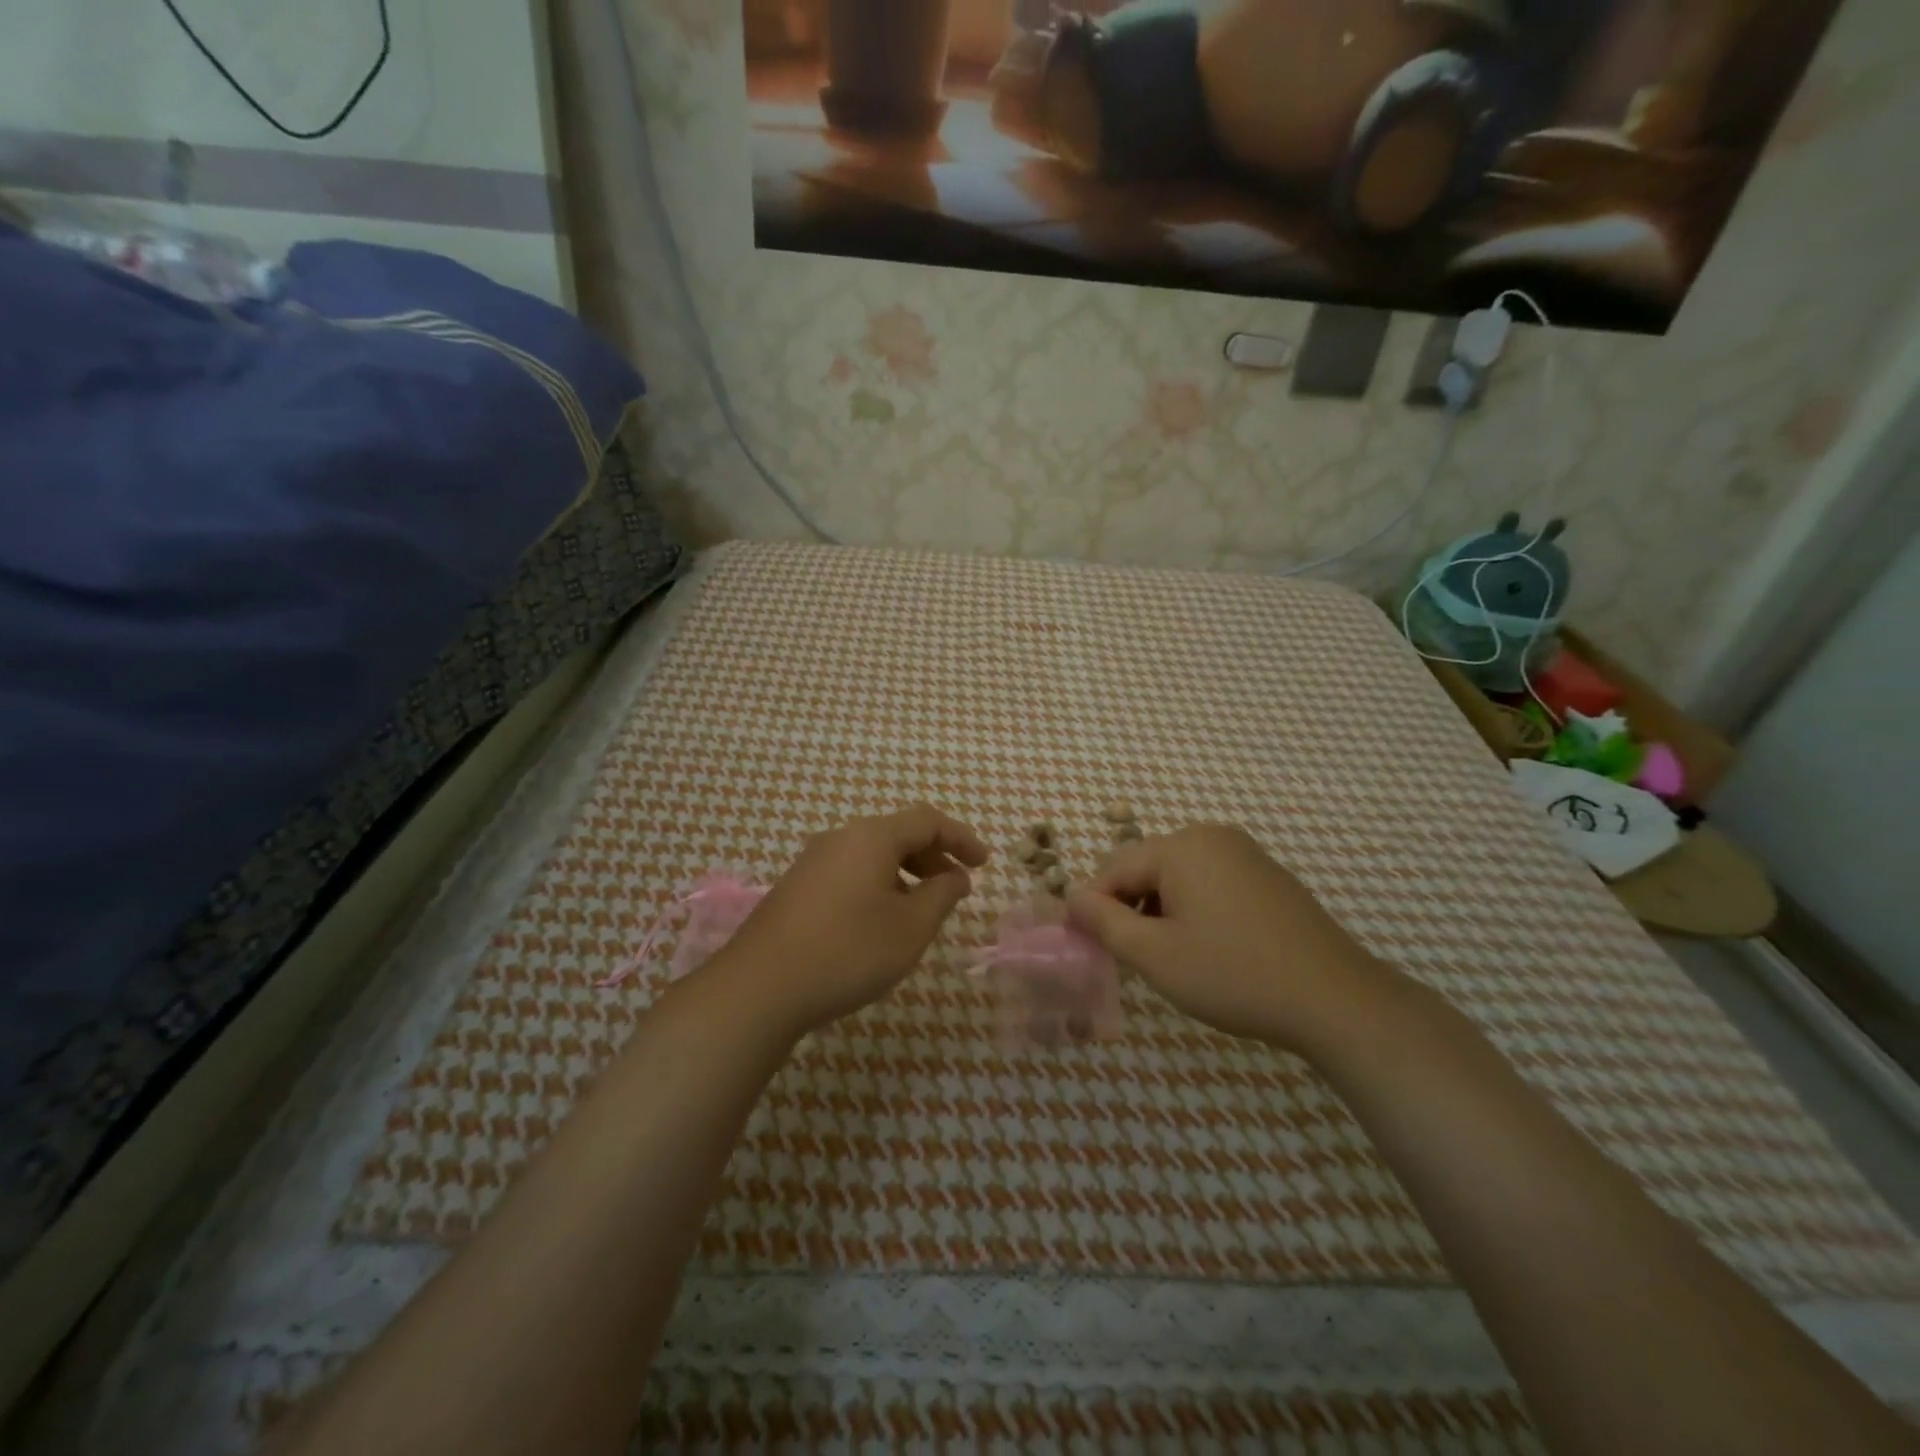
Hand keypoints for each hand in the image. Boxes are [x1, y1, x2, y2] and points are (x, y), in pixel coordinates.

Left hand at [714, 804, 988, 1036]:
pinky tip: (881, 921)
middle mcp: (840, 838)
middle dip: (934, 857)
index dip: (961, 838)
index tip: (984, 863)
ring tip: (923, 909)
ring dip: (906, 873)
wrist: (760, 987)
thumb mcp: (910, 928)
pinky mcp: (797, 887)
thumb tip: (956, 876)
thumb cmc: (848, 952)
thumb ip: (941, 895)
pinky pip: (850, 872)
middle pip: (898, 833)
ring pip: (872, 854)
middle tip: (957, 887)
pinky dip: (879, 884)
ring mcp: (813, 861)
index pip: (927, 820)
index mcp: (871, 837)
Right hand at [1065, 824, 1395, 1055]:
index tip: (1089, 948)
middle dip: (1129, 909)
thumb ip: (1104, 922)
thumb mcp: (1155, 954)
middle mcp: (1211, 836)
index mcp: (1181, 846)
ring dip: (1160, 911)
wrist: (1335, 999)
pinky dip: (1193, 909)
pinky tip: (1207, 948)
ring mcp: (1245, 853)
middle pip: (1145, 867)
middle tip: (1131, 959)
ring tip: (1168, 957)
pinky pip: (1210, 882)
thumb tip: (1070, 898)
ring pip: (1177, 876)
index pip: (1113, 869)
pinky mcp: (1267, 875)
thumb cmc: (1234, 974)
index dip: (1093, 908)